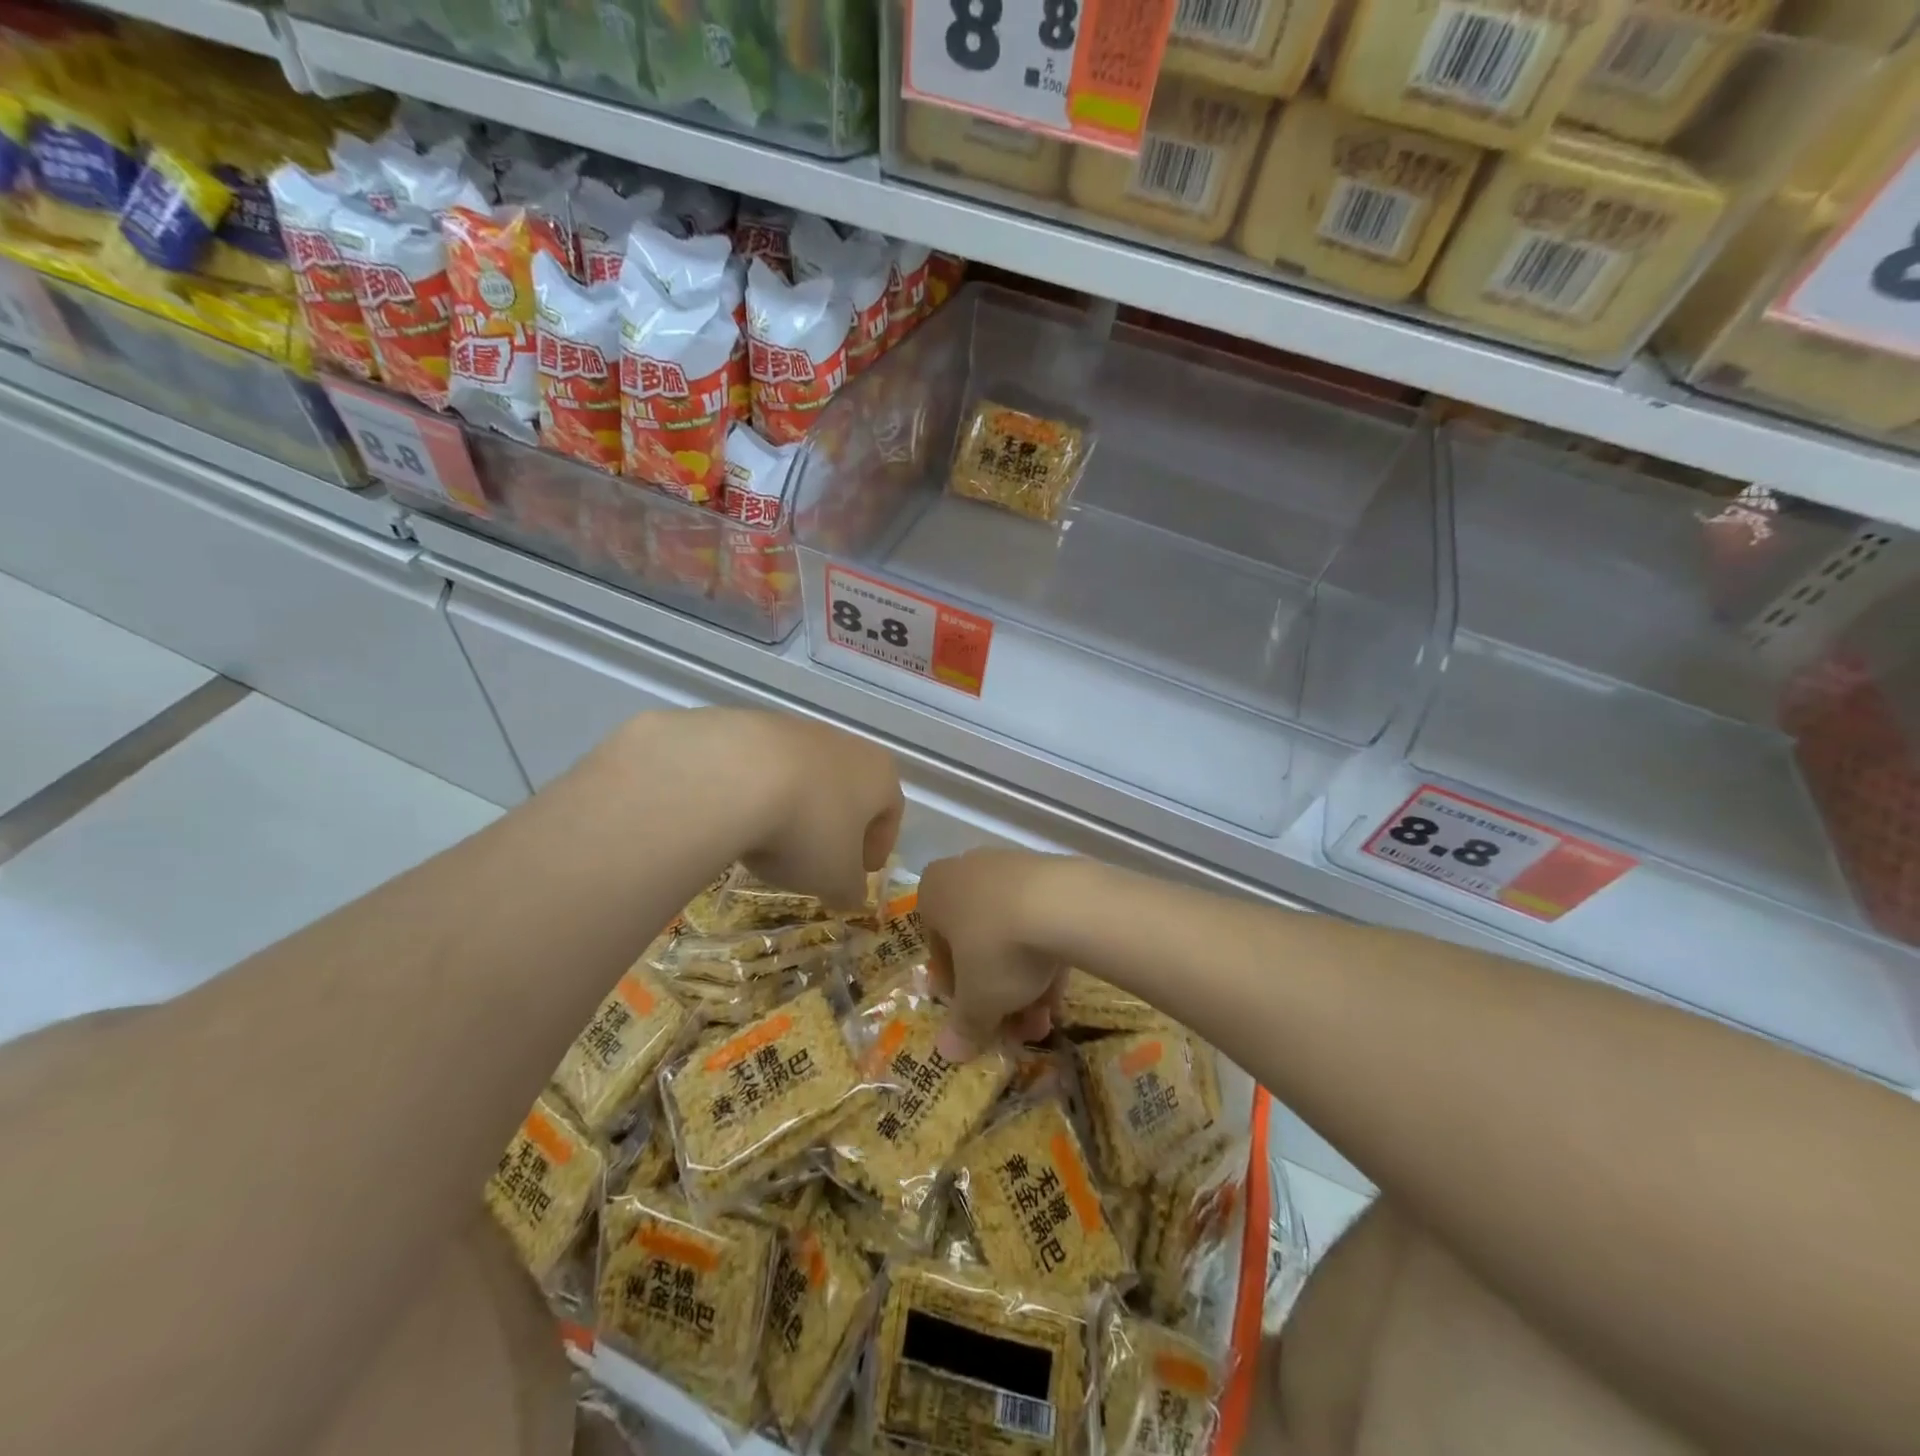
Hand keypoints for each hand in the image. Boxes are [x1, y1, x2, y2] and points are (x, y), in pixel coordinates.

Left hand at [727, 710, 903, 909]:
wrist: (734, 775)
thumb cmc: (808, 829)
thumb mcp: (835, 878)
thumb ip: (849, 890)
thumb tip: (851, 896)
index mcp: (880, 775)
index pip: (891, 812)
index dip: (879, 846)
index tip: (862, 872)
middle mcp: (847, 745)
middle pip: (850, 790)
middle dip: (838, 826)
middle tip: (821, 860)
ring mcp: (799, 731)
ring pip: (808, 777)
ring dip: (799, 808)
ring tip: (774, 842)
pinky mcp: (754, 727)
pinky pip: (767, 769)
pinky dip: (762, 794)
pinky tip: (743, 818)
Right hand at [918, 849, 1071, 1059]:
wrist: (1063, 904)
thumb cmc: (998, 948)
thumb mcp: (977, 999)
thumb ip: (963, 1025)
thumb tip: (948, 1052)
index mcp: (934, 891)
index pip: (937, 948)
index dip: (956, 991)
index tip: (975, 1018)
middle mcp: (966, 870)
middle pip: (976, 942)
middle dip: (995, 991)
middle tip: (1014, 1029)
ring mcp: (1010, 866)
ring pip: (1009, 932)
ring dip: (1024, 981)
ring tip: (1045, 1020)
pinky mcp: (1049, 870)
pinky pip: (1038, 918)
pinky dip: (1045, 954)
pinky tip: (1061, 992)